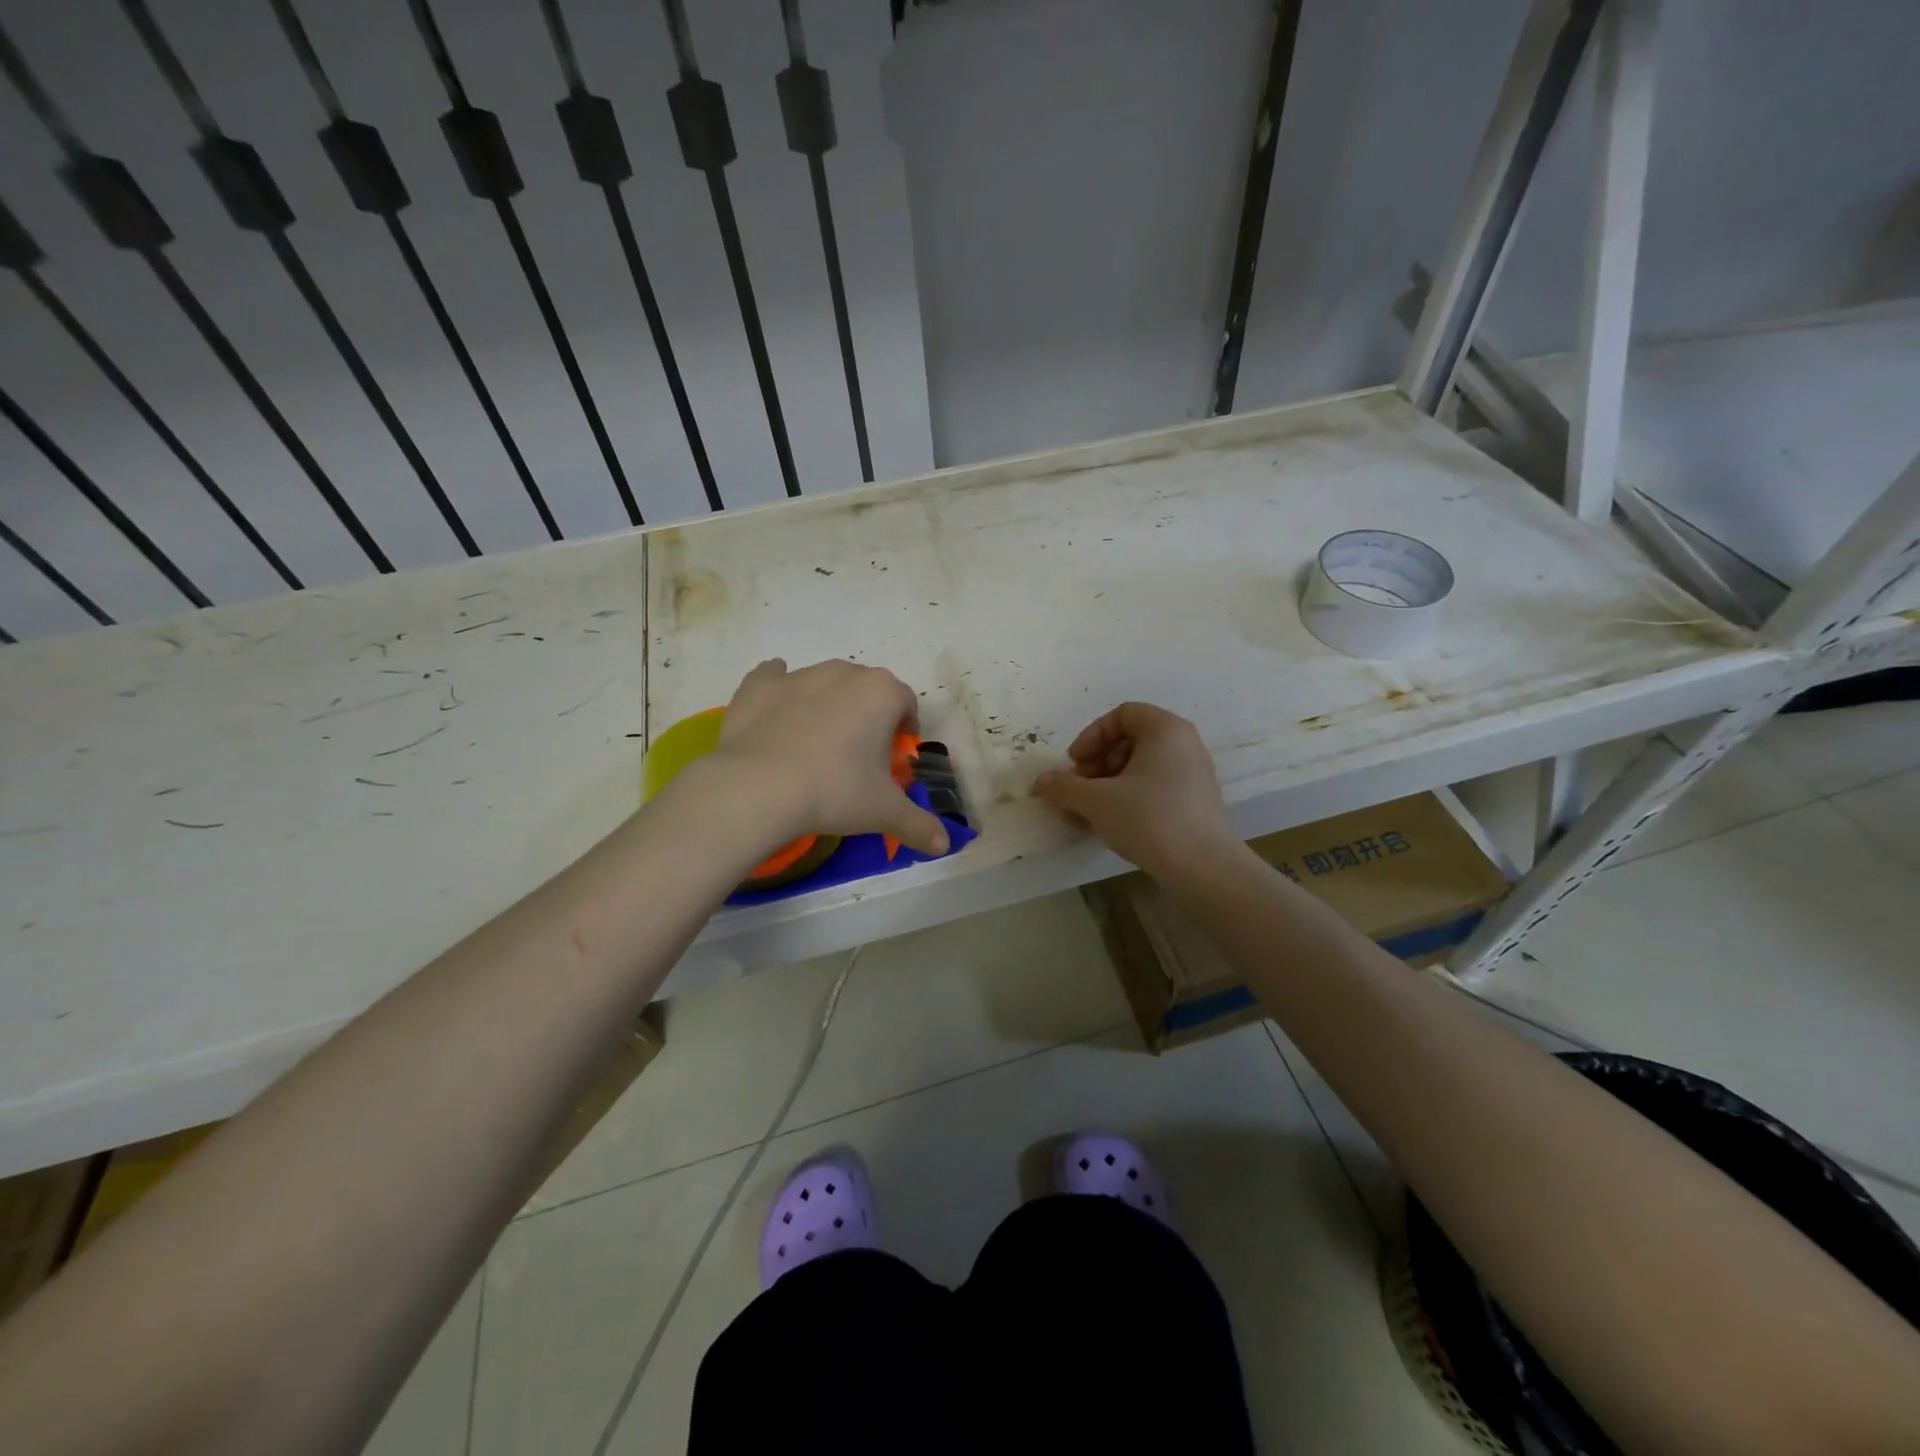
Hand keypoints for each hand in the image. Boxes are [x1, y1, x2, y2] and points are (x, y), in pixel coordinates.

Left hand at [707, 658, 948, 857]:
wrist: (758, 788)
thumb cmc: (834, 791)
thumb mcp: (883, 812)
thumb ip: (918, 824)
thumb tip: (944, 845)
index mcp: (882, 693)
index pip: (906, 703)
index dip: (904, 729)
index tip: (893, 757)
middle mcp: (844, 673)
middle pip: (866, 689)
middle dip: (867, 715)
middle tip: (857, 756)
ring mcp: (799, 675)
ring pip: (824, 684)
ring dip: (827, 706)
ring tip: (816, 747)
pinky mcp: (759, 685)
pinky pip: (774, 677)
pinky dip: (780, 691)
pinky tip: (777, 713)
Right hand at [1032, 702, 1235, 874]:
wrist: (1203, 868)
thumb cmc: (1148, 818)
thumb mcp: (1096, 800)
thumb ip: (1064, 786)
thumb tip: (1041, 782)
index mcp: (1165, 730)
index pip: (1123, 714)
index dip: (1092, 735)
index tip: (1075, 763)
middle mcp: (1185, 745)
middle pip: (1131, 741)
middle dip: (1097, 763)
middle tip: (1079, 789)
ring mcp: (1194, 775)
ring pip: (1141, 768)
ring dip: (1107, 785)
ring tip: (1087, 813)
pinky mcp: (1196, 804)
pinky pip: (1155, 789)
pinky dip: (1128, 799)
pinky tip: (1109, 825)